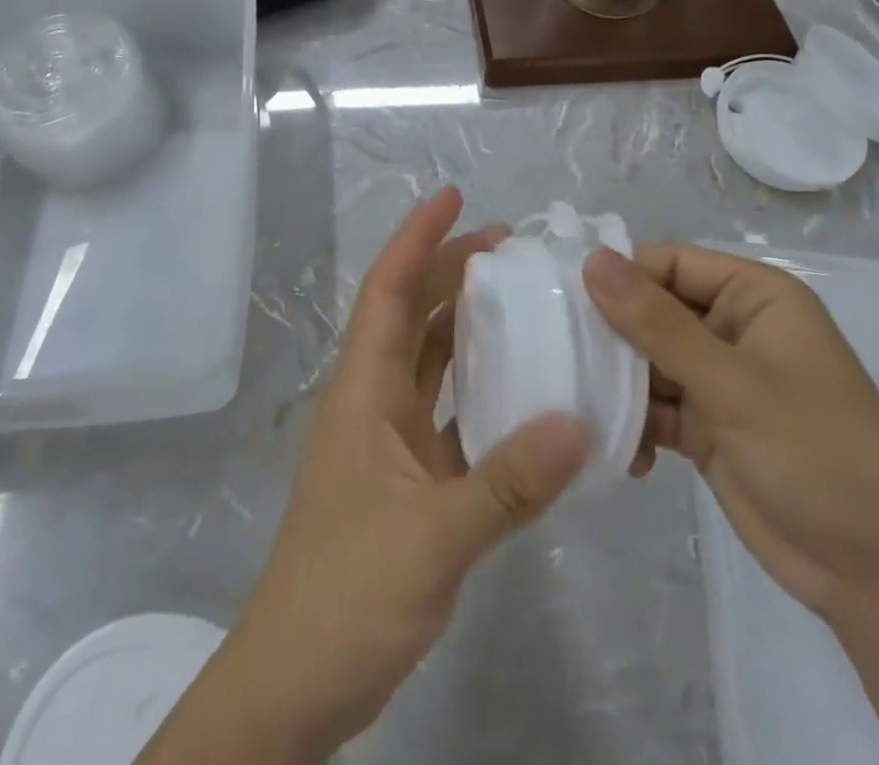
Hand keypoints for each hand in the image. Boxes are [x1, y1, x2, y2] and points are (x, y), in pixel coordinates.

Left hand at [168, 191, 589, 762]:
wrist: (298, 681)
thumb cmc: (347, 593)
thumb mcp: (432, 538)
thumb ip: (507, 483)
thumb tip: (579, 423)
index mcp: (363, 390)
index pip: (389, 291)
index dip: (417, 238)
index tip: (454, 196)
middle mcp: (374, 400)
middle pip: (413, 313)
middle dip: (452, 270)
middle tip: (511, 245)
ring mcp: (390, 440)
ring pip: (431, 360)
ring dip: (468, 324)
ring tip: (521, 298)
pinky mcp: (410, 478)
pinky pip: (450, 412)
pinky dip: (482, 389)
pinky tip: (524, 389)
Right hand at [583, 244, 878, 620]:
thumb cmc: (820, 457)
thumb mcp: (734, 385)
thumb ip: (658, 323)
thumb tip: (593, 259)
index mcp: (754, 296)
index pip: (668, 263)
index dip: (618, 277)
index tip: (563, 304)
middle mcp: (733, 327)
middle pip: (651, 309)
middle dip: (611, 335)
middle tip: (562, 359)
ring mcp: (719, 378)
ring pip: (646, 360)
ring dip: (618, 383)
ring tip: (582, 408)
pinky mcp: (707, 425)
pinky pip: (655, 407)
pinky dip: (635, 424)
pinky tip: (625, 454)